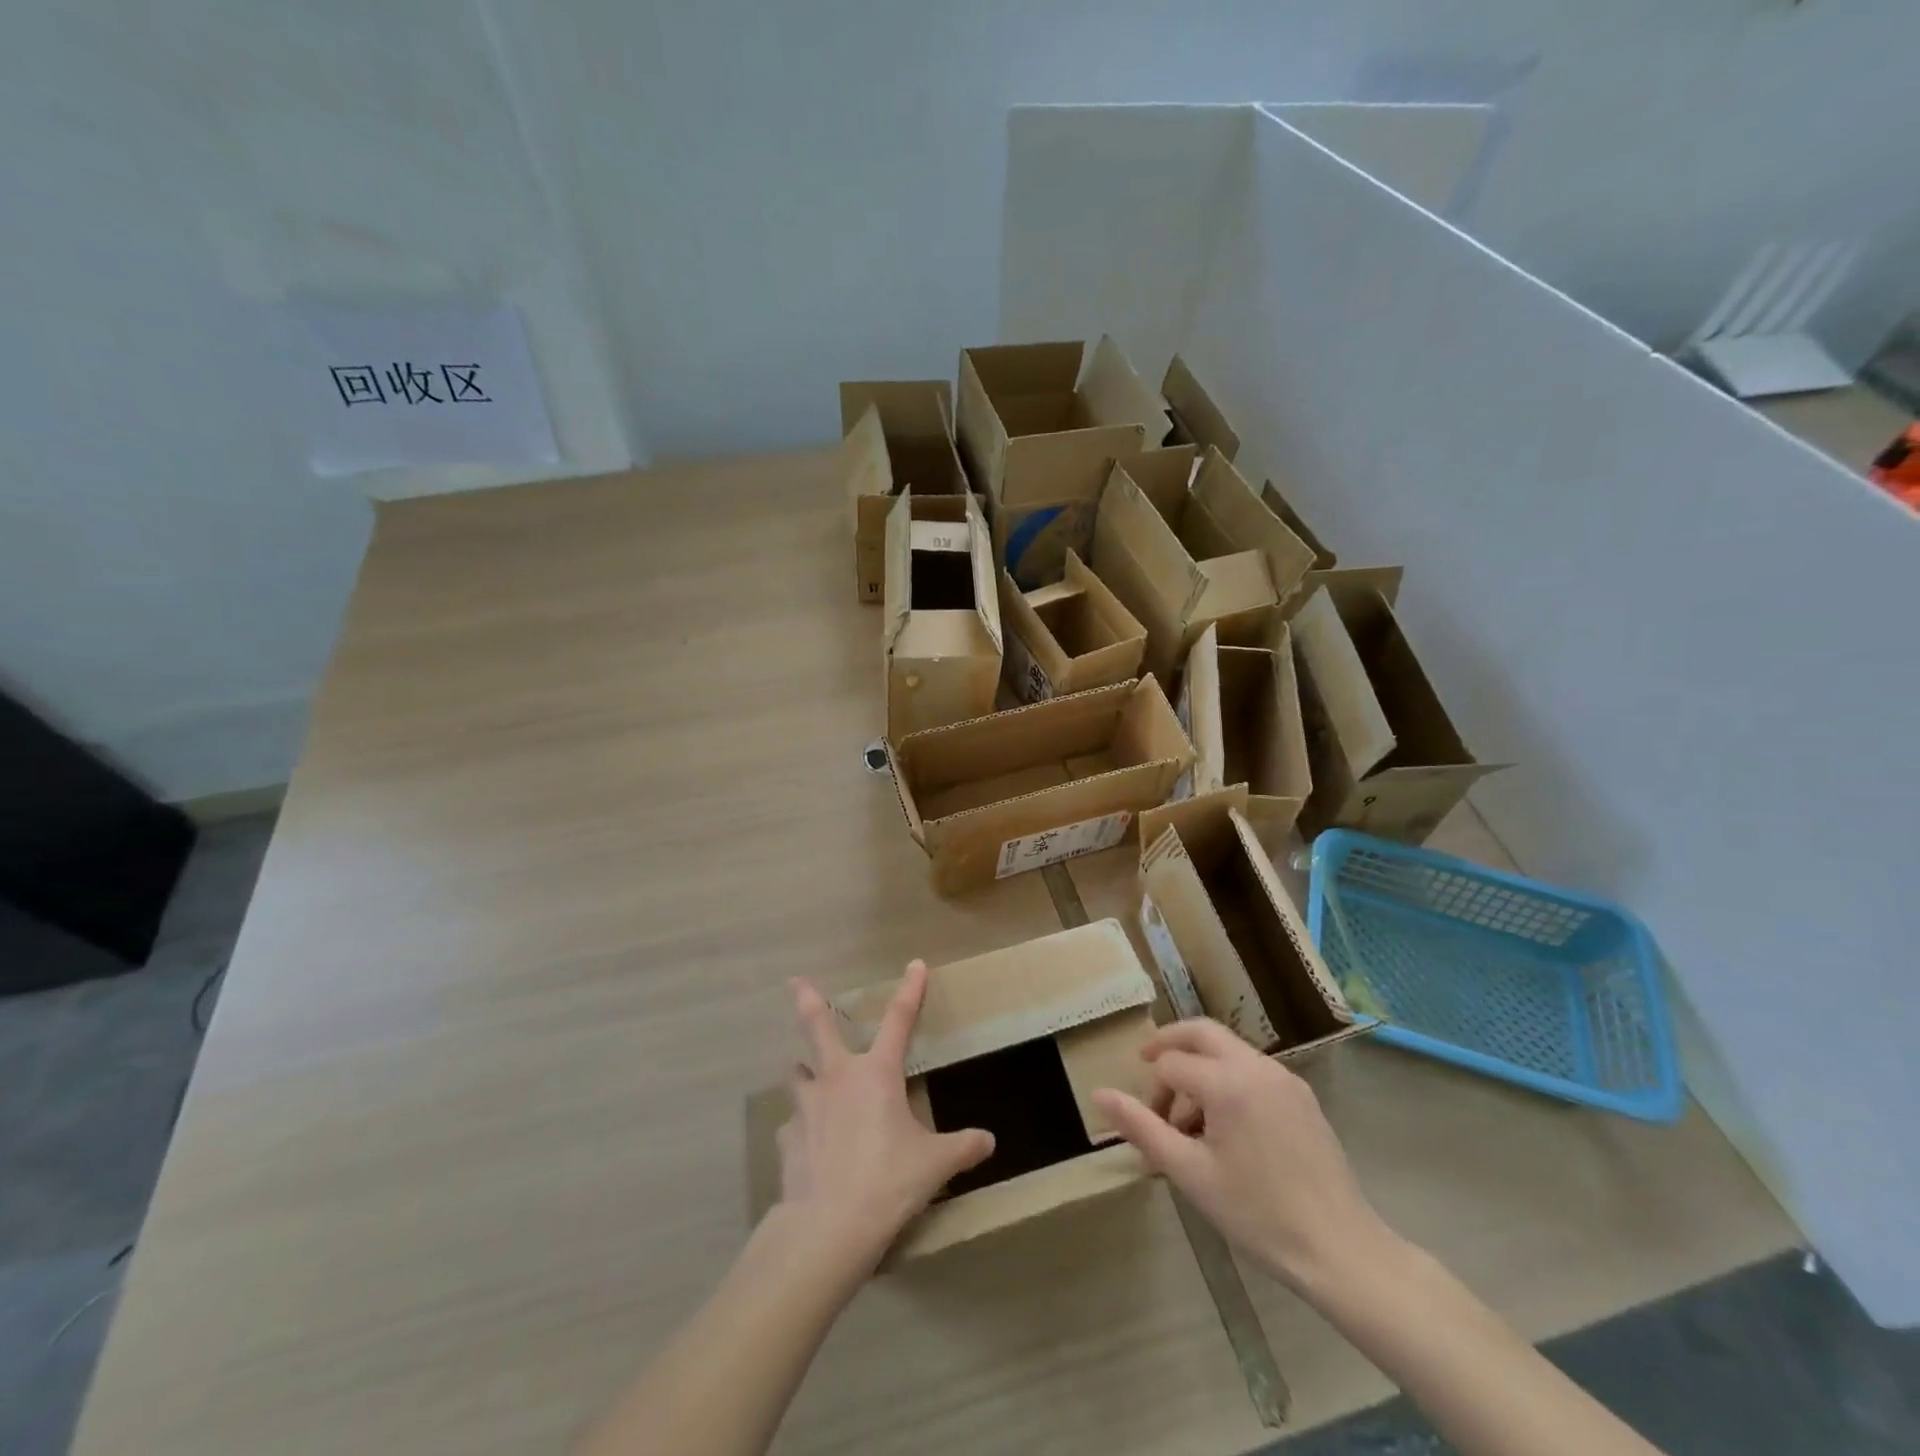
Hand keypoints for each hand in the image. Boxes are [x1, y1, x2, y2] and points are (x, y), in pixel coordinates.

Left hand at [776, 961, 994, 1275]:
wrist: (828, 1226)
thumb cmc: (888, 1182)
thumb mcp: (935, 1165)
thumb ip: (962, 1148)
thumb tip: (989, 1141)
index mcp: (877, 1074)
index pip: (899, 1021)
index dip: (910, 990)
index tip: (915, 964)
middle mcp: (837, 1078)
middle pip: (818, 1027)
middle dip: (808, 999)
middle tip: (794, 981)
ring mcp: (806, 1107)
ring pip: (799, 1075)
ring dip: (804, 1071)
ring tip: (807, 1076)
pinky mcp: (786, 1139)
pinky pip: (793, 1125)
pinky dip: (802, 1128)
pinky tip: (809, 1146)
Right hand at [1091, 1019, 1386, 1292]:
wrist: (1341, 1251)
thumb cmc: (1258, 1214)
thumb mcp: (1190, 1173)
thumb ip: (1142, 1127)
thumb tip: (1099, 1094)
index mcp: (1228, 1082)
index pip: (1171, 1064)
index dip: (1151, 1093)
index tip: (1148, 1129)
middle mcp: (1257, 1067)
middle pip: (1201, 1033)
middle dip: (1169, 1045)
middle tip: (1147, 1066)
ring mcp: (1284, 1079)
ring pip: (1229, 1050)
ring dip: (1200, 1068)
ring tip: (1189, 1123)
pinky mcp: (1302, 1096)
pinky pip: (1253, 1070)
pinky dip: (1228, 1081)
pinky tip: (1226, 1129)